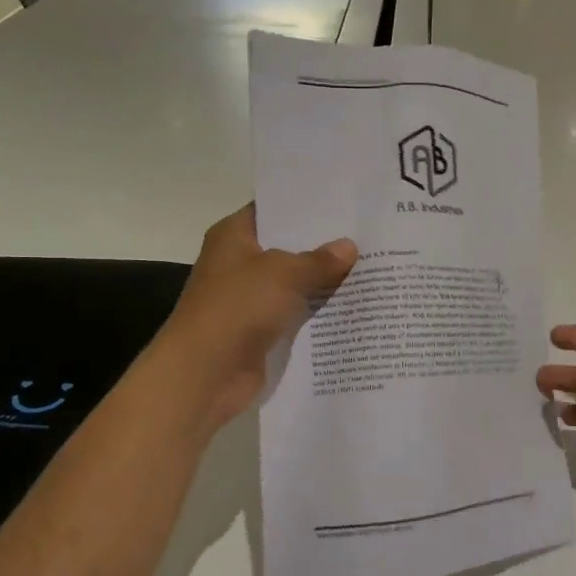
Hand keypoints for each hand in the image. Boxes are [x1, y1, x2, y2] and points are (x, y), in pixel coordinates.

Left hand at [154, 204, 357, 431]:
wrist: (205, 373)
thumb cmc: (238, 307)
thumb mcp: (284, 273)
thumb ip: (319, 260)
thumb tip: (349, 247)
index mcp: (233, 235)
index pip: (273, 210)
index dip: (306, 206)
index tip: (344, 202)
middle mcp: (239, 262)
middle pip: (287, 247)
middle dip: (323, 244)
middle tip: (367, 234)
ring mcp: (249, 298)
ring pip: (294, 283)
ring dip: (323, 281)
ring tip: (370, 266)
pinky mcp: (260, 330)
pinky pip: (295, 314)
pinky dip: (317, 312)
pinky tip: (353, 304)